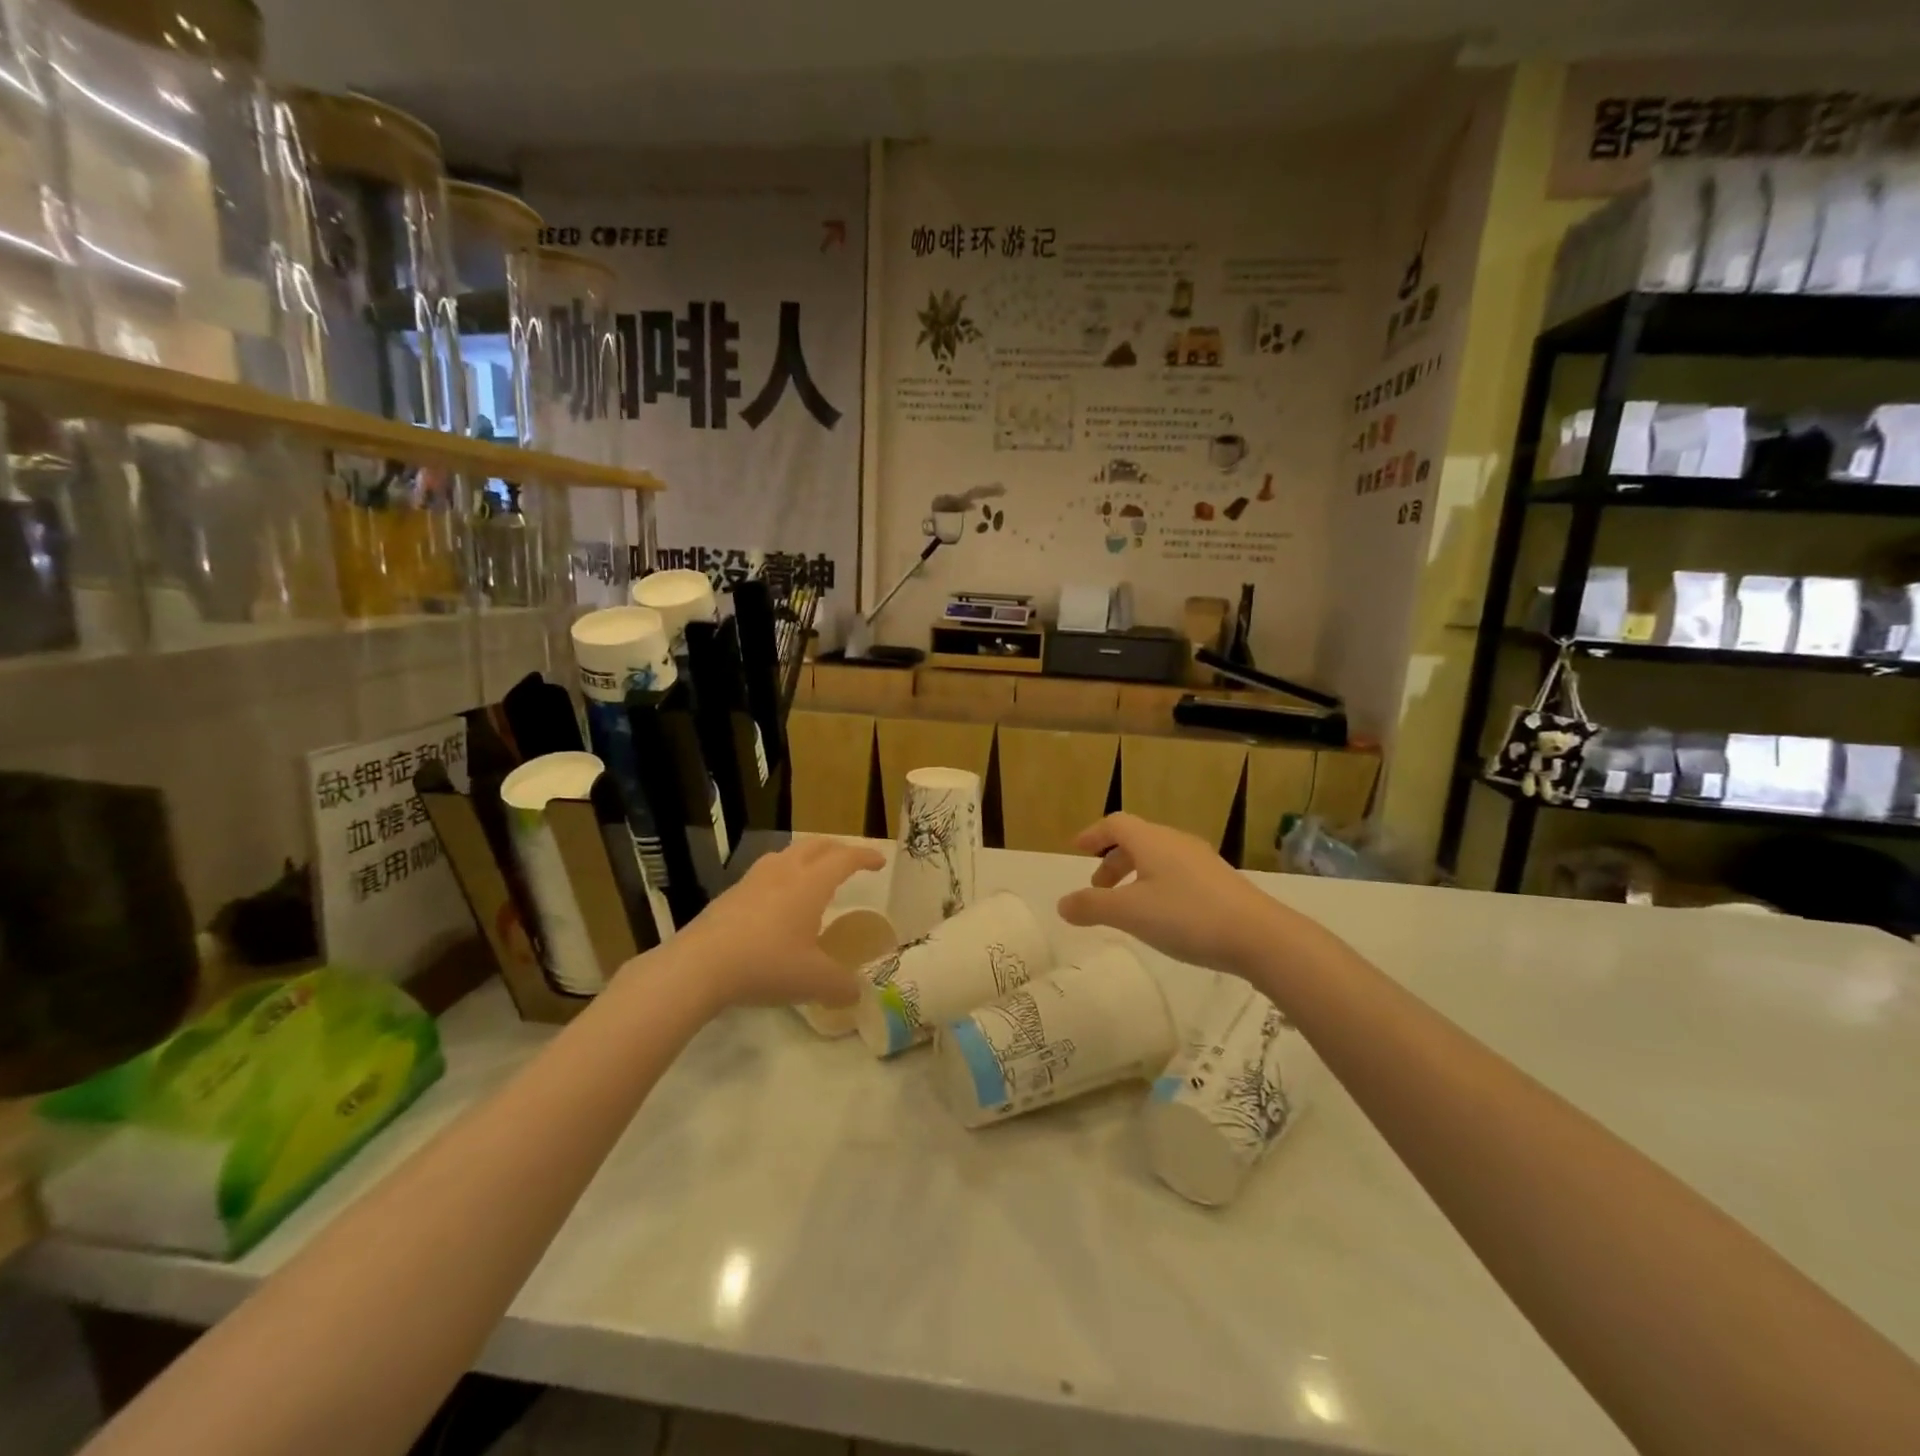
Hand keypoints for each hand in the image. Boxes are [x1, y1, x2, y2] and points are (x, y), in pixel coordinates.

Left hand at [660, 838, 884, 1011]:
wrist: (699, 966)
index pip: (845, 859)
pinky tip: (776, 902)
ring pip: (786, 854)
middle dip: (837, 849)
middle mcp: (784, 872)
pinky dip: (780, 876)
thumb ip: (841, 986)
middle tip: (850, 861)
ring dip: (805, 857)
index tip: (879, 862)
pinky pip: (764, 873)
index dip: (865, 857)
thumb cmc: (767, 964)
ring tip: (811, 875)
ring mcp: (753, 880)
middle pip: (815, 845)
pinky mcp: (730, 895)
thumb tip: (856, 994)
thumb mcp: (814, 981)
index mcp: (811, 883)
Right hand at [1057, 813, 1297, 978]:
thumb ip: (1092, 907)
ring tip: (1127, 907)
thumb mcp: (1130, 913)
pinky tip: (1162, 916)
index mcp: (1151, 840)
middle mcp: (1176, 842)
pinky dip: (1156, 885)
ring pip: (1157, 858)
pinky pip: (1176, 873)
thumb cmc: (1186, 916)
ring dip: (1134, 875)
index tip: (1076, 850)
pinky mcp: (1219, 882)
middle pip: (1136, 840)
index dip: (1093, 835)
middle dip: (1112, 861)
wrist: (1260, 936)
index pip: (1115, 824)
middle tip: (1098, 890)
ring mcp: (1201, 861)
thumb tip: (1062, 904)